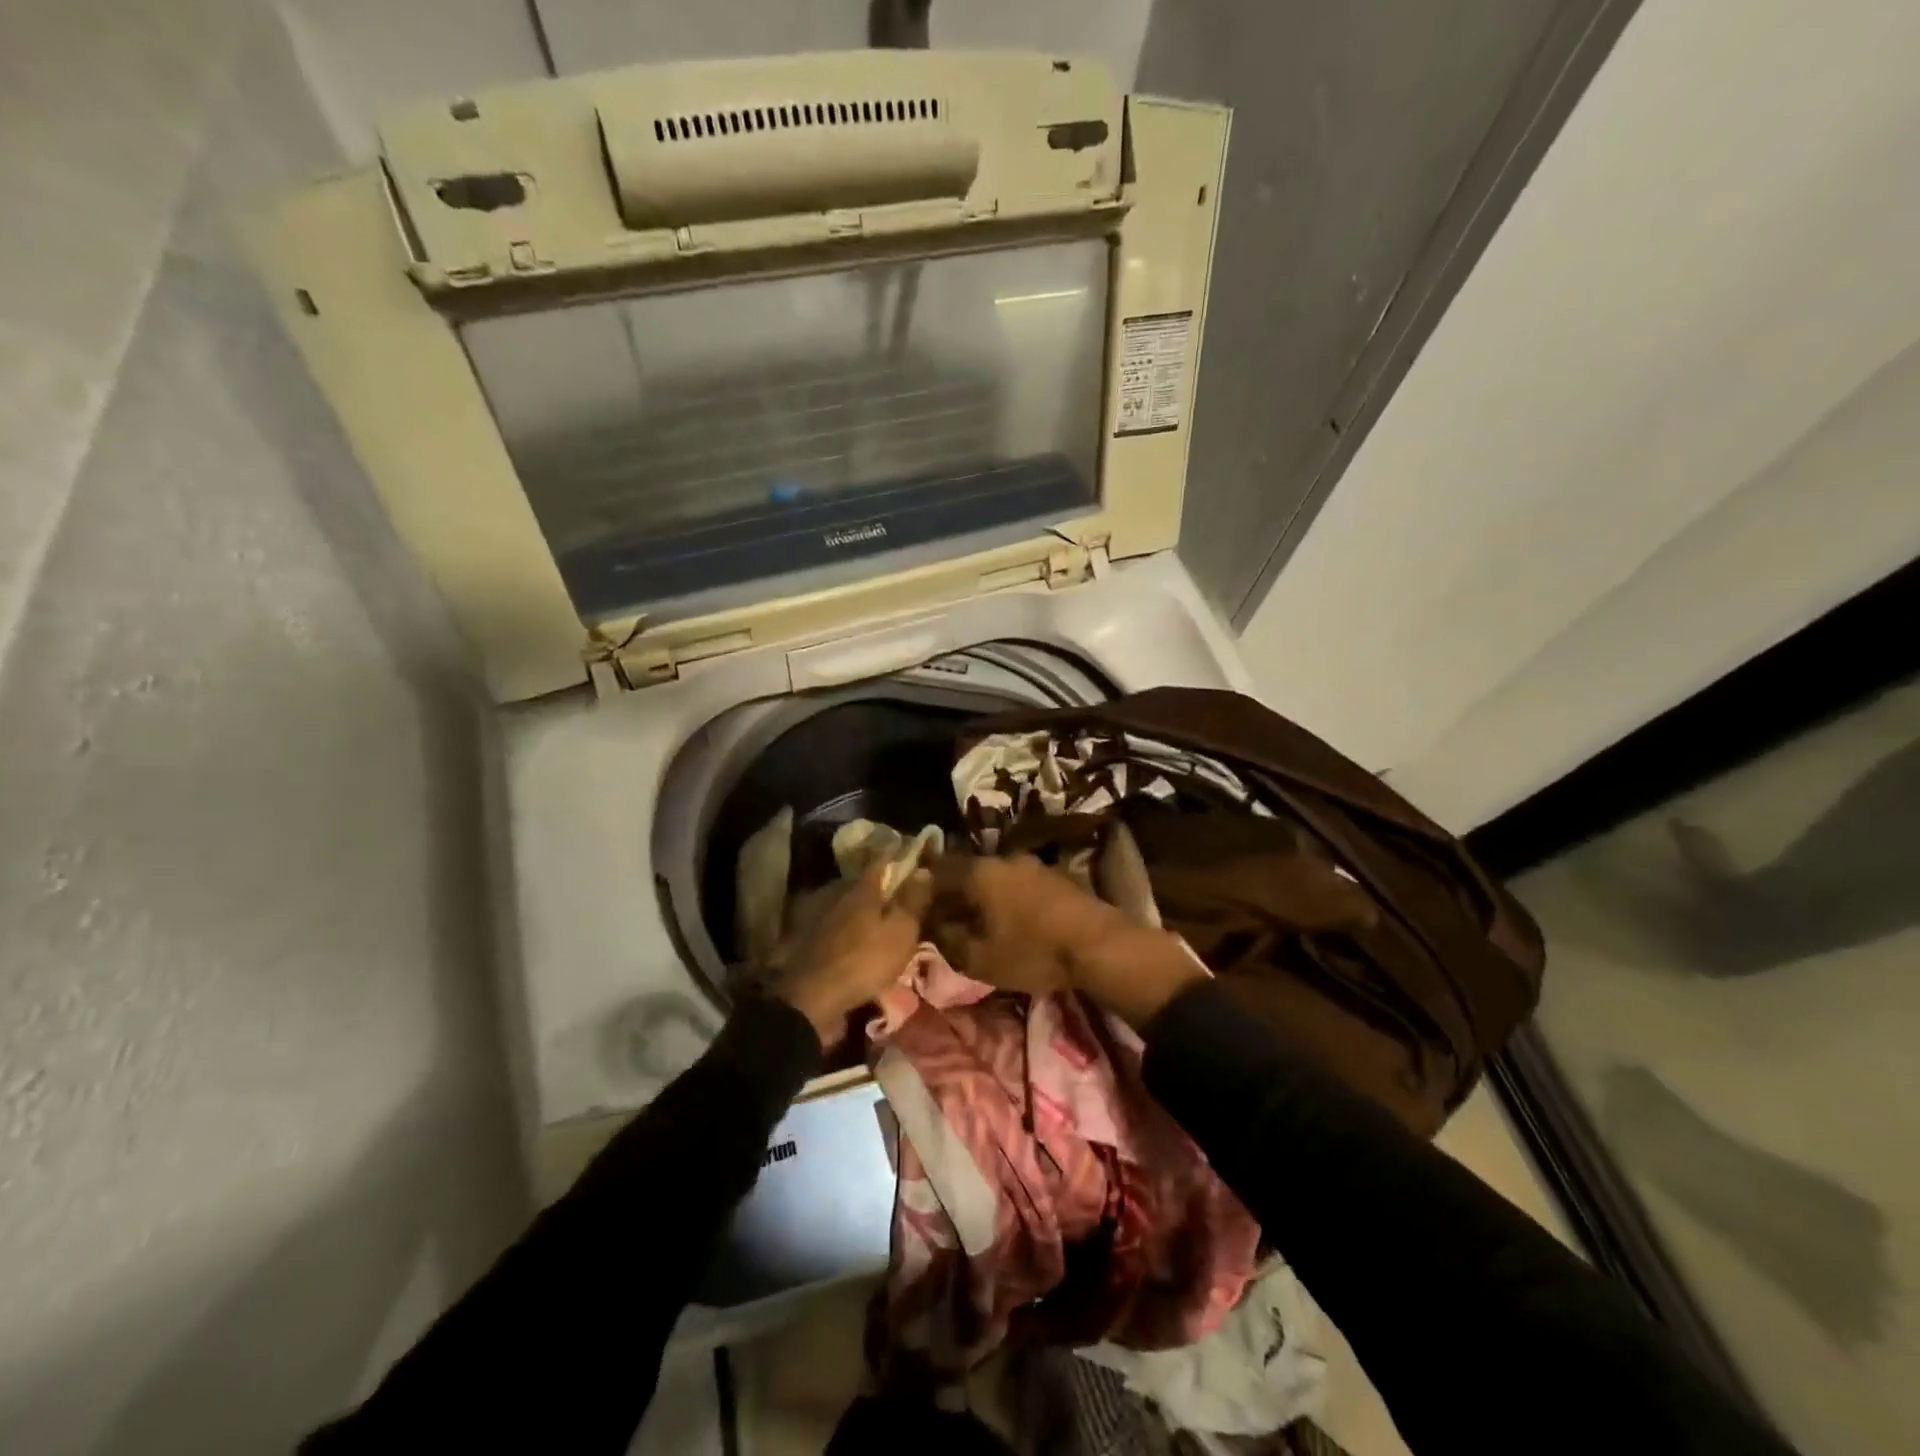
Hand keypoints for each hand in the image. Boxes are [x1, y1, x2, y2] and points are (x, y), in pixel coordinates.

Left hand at [776, 862, 932, 1049]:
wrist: (813, 999)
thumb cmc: (864, 960)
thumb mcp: (900, 932)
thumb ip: (912, 901)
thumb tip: (923, 870)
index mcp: (862, 888)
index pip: (882, 861)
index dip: (898, 855)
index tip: (911, 852)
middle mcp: (839, 896)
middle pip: (864, 883)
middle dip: (882, 885)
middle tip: (901, 890)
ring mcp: (822, 919)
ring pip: (850, 906)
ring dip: (866, 910)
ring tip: (884, 918)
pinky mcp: (813, 943)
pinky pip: (840, 927)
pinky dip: (853, 929)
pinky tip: (862, 940)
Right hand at [927, 853, 1207, 1027]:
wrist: (1099, 945)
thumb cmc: (1032, 951)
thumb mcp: (979, 958)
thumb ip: (947, 940)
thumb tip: (931, 927)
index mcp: (978, 872)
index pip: (936, 872)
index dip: (921, 891)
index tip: (914, 910)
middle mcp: (1002, 859)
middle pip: (966, 872)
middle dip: (952, 893)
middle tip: (943, 918)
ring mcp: (1033, 864)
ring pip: (993, 876)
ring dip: (981, 895)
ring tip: (976, 921)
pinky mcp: (1055, 876)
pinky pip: (1017, 883)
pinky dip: (1005, 898)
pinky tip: (1008, 918)